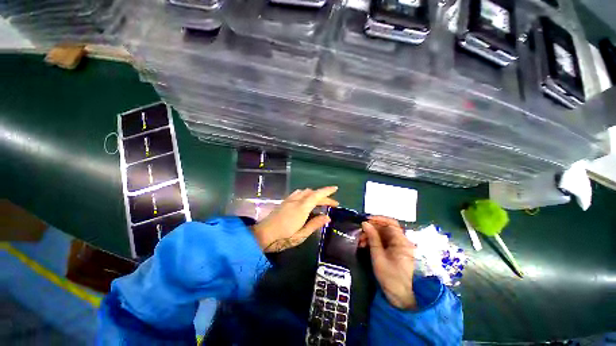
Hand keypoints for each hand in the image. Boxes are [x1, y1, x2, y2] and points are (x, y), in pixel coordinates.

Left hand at [253, 186, 338, 252]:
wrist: (262, 235)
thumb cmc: (283, 237)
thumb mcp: (301, 234)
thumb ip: (315, 224)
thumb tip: (328, 217)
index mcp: (301, 208)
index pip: (316, 195)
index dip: (327, 191)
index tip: (335, 188)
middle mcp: (296, 201)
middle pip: (312, 193)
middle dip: (324, 196)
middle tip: (332, 203)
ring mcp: (289, 200)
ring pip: (305, 191)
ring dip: (315, 194)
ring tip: (321, 201)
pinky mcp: (285, 202)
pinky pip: (298, 193)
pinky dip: (306, 194)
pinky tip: (306, 200)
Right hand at [360, 216, 416, 309]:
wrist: (402, 297)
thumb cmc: (391, 277)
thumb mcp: (378, 256)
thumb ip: (372, 238)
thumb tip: (365, 223)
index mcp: (402, 241)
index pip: (391, 223)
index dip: (378, 219)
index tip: (366, 220)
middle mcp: (402, 241)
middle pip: (386, 229)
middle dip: (372, 230)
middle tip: (360, 234)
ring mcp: (398, 247)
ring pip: (383, 235)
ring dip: (371, 236)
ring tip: (361, 242)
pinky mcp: (394, 252)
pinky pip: (383, 242)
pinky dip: (374, 242)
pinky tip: (365, 246)